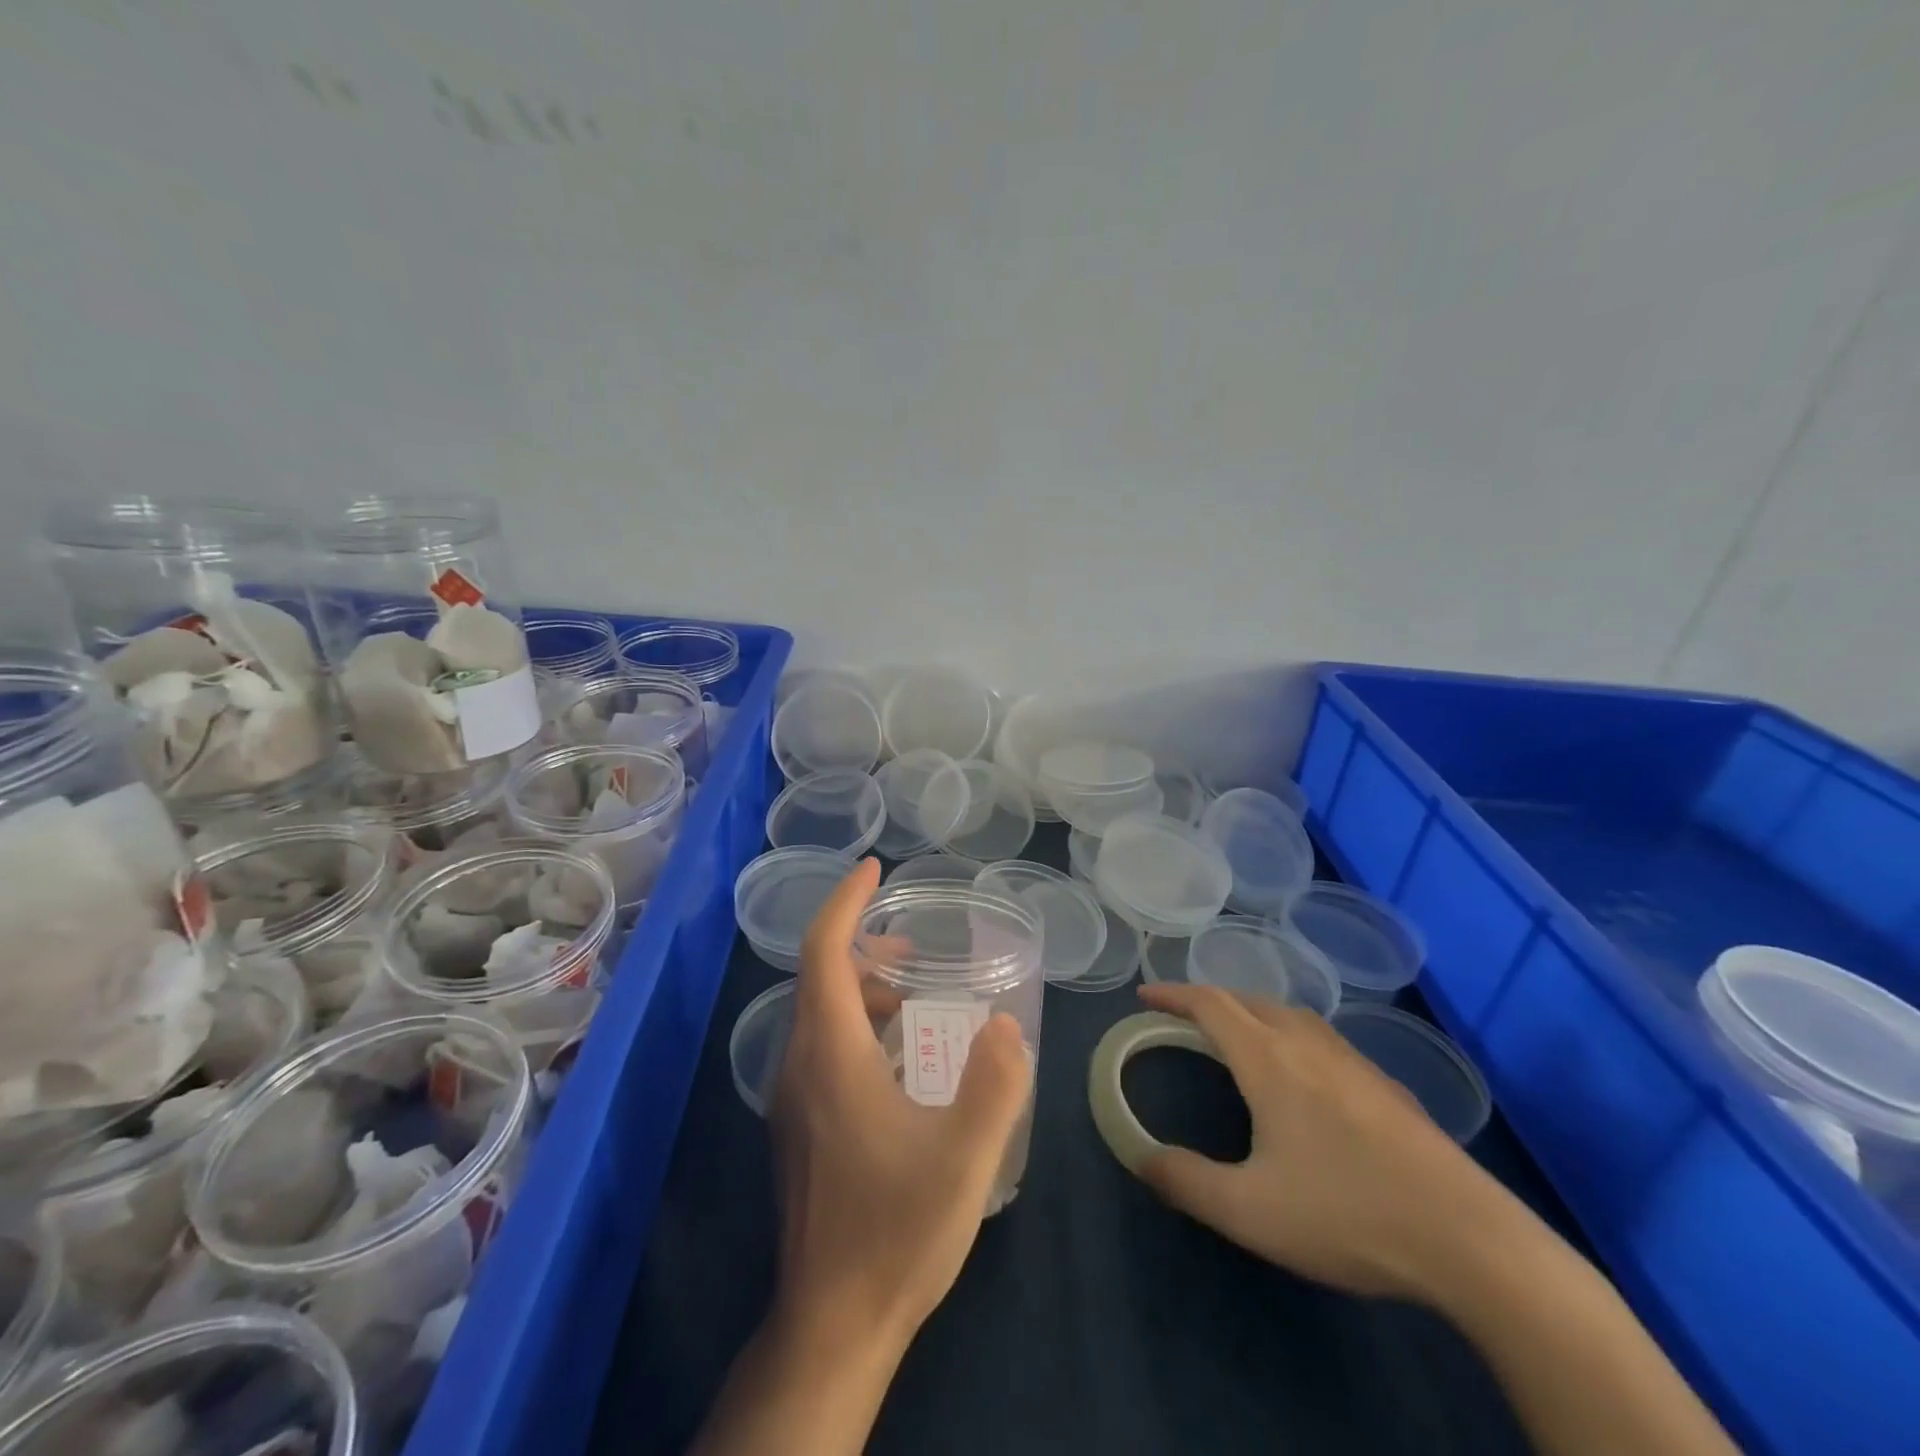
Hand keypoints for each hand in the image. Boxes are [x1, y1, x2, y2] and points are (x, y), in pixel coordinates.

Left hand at [769, 858, 1033, 1351]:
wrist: (832, 1324)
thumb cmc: (896, 1232)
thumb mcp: (965, 1157)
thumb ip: (995, 1083)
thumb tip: (1006, 1026)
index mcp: (830, 1054)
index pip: (823, 951)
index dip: (846, 901)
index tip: (874, 868)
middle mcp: (799, 1064)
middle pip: (820, 978)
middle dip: (864, 945)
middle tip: (915, 946)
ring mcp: (792, 1099)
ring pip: (820, 1015)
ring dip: (863, 989)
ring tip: (916, 997)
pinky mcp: (799, 1127)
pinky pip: (822, 1048)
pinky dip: (857, 1026)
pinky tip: (902, 1060)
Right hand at [1135, 982, 1499, 1303]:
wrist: (1470, 1240)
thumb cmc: (1347, 1214)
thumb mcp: (1250, 1211)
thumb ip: (1186, 1181)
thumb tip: (1140, 1156)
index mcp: (1269, 1060)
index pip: (1210, 1005)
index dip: (1173, 994)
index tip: (1144, 994)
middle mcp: (1308, 1046)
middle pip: (1250, 1000)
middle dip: (1209, 1000)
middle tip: (1184, 1018)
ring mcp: (1355, 1063)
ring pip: (1291, 1015)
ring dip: (1253, 1013)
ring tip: (1238, 1038)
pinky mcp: (1388, 1087)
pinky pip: (1323, 1040)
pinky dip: (1291, 1036)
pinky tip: (1305, 1077)